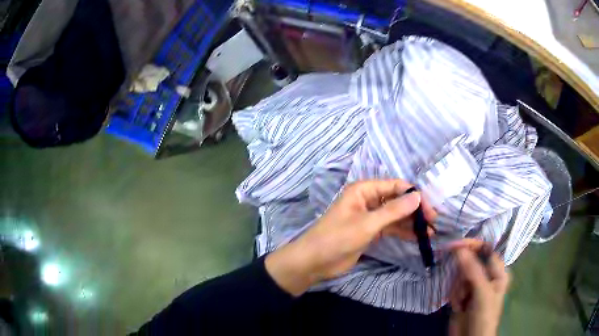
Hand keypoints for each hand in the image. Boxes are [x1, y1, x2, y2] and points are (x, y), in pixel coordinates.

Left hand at [265, 179, 435, 295]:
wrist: (315, 262)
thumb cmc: (337, 238)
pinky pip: (391, 228)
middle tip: (433, 222)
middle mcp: (368, 200)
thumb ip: (393, 211)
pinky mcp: (371, 231)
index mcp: (364, 190)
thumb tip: (417, 197)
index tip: (429, 209)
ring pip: (396, 215)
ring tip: (431, 232)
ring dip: (412, 222)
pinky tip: (418, 238)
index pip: (395, 186)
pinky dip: (403, 232)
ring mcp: (370, 216)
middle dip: (415, 210)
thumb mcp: (367, 224)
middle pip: (397, 200)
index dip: (413, 195)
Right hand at [449, 243, 510, 335]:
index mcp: (498, 271)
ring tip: (462, 303)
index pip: (485, 250)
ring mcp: (474, 285)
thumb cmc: (483, 316)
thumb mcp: (481, 293)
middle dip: (463, 277)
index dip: (471, 246)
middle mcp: (487, 275)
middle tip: (463, 291)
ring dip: (458, 289)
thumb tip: (459, 248)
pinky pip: (454, 287)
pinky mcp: (463, 294)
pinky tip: (458, 307)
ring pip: (460, 275)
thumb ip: (472, 270)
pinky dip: (454, 296)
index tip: (454, 246)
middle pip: (470, 263)